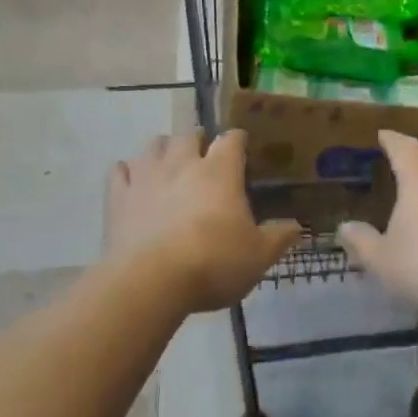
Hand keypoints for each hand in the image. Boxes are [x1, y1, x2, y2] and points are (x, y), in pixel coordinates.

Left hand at [106, 131, 301, 312]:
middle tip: (205, 157)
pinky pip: (120, 171)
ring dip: (164, 149)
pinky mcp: (119, 196)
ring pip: (154, 144)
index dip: (238, 140)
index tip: (243, 148)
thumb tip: (298, 226)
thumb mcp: (257, 256)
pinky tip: (132, 181)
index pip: (232, 139)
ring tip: (170, 164)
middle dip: (198, 140)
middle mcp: (183, 162)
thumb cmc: (212, 263)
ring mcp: (147, 176)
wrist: (150, 282)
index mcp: (219, 170)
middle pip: (189, 134)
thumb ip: (279, 238)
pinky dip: (127, 172)